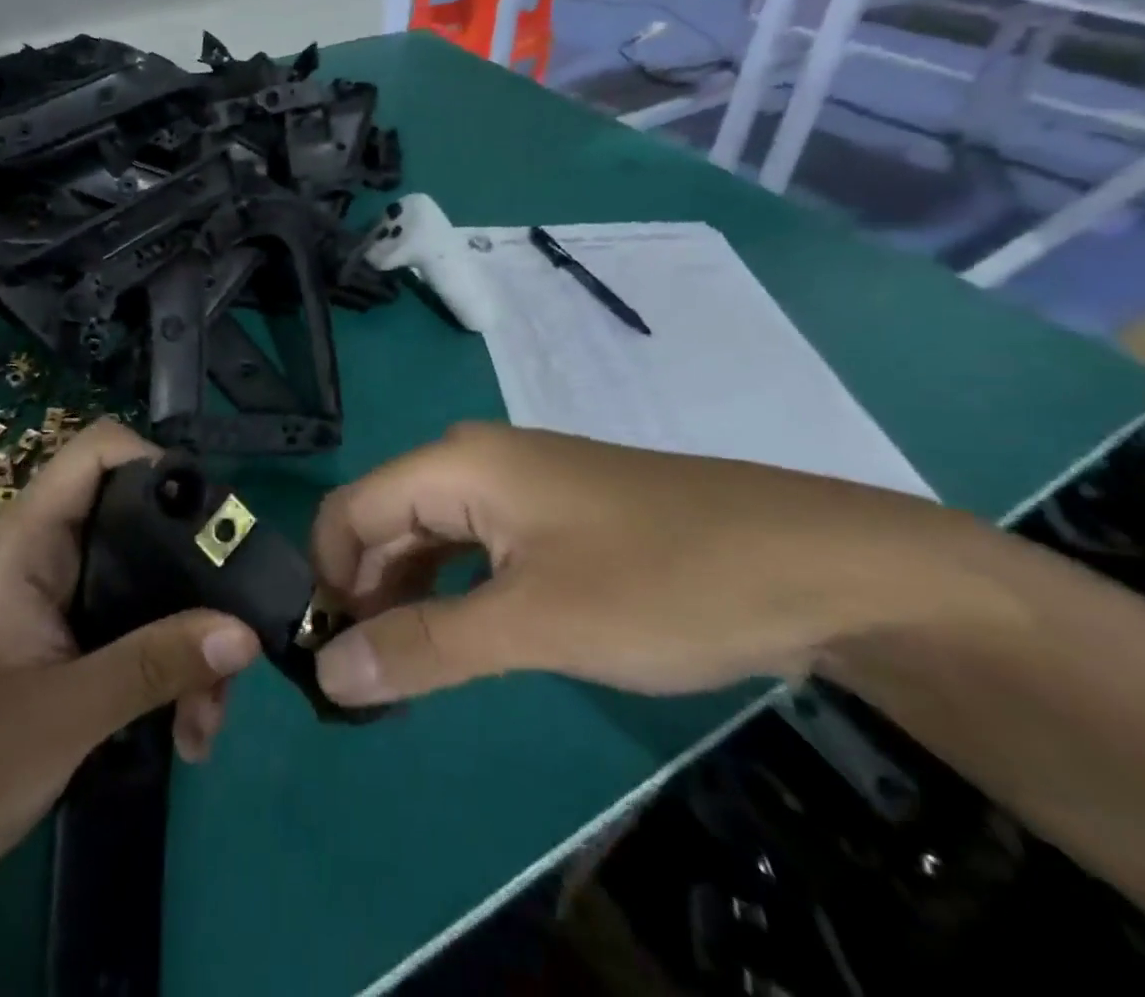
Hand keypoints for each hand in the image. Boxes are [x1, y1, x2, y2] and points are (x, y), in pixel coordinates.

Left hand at [0, 419, 260, 902]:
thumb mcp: (56, 718)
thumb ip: (150, 667)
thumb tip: (245, 631)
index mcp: (27, 539)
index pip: (98, 452)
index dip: (158, 463)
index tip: (214, 524)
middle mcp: (48, 555)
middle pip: (143, 523)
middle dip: (195, 580)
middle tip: (232, 645)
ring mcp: (59, 600)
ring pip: (147, 585)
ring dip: (188, 642)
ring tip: (205, 724)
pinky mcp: (66, 643)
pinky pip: (135, 630)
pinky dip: (166, 669)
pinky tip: (183, 733)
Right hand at [310, 422, 992, 706]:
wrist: (819, 566)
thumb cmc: (663, 583)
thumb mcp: (534, 625)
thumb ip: (423, 648)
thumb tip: (325, 672)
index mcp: (455, 464)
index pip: (349, 512)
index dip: (327, 582)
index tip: (331, 661)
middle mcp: (473, 461)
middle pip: (384, 522)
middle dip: (363, 596)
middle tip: (368, 684)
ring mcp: (516, 485)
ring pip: (429, 537)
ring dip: (406, 599)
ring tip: (407, 673)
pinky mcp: (552, 513)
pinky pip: (474, 547)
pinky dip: (452, 593)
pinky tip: (462, 639)